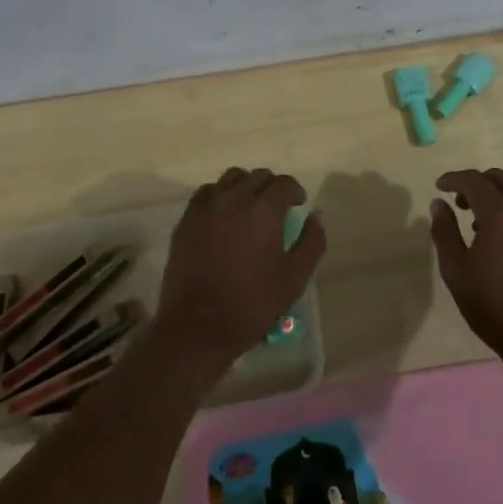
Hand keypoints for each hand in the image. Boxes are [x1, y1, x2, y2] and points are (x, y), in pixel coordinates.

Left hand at [154, 168, 325, 381]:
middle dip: (272, 188)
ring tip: (249, 208)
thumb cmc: (252, 303)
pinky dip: (220, 196)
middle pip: (259, 176)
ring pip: (232, 178)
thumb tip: (315, 216)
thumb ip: (311, 241)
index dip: (295, 192)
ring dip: (246, 187)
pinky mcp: (187, 218)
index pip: (285, 183)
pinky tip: (224, 217)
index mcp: (264, 209)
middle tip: (276, 210)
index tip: (298, 206)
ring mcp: (207, 206)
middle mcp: (235, 197)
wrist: (198, 326)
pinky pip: (208, 193)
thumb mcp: (295, 278)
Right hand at [430, 168, 502, 371]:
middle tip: (458, 202)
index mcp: (500, 213)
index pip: (474, 180)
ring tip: (478, 225)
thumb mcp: (456, 270)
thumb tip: (439, 204)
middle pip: (499, 179)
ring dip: (496, 198)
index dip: (453, 179)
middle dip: (476, 183)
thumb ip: (444, 231)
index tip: (439, 186)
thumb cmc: (492, 306)